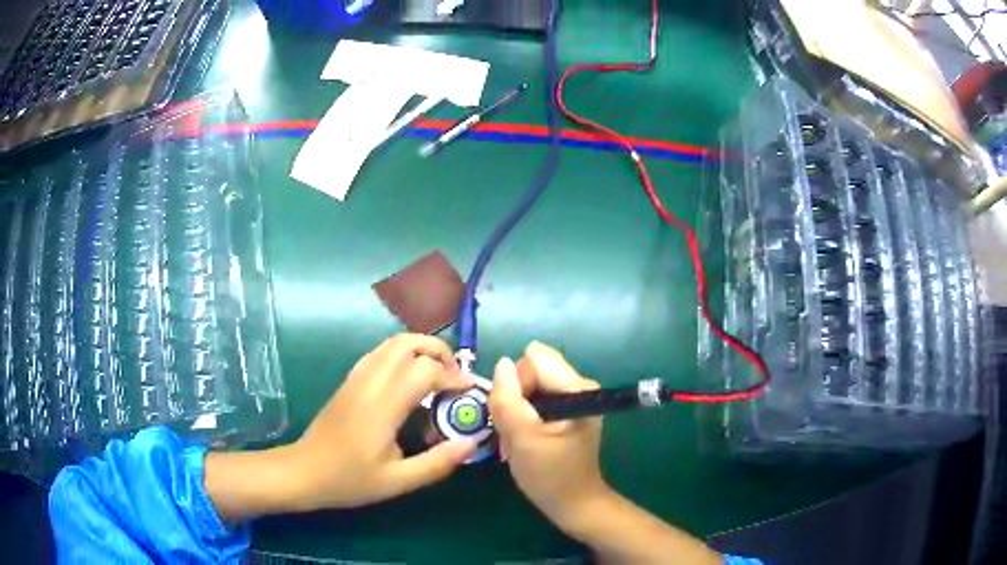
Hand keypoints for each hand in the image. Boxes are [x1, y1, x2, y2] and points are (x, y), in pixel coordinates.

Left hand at [205, 334, 476, 520]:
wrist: (304, 471)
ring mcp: (356, 378)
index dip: (452, 376)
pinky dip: (402, 355)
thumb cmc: (349, 480)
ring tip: (437, 375)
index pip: (424, 370)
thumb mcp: (398, 481)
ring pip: (391, 343)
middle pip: (407, 343)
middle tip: (454, 376)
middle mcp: (369, 383)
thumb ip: (436, 463)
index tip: (468, 391)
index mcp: (382, 407)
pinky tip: (409, 381)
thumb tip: (470, 443)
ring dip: (420, 349)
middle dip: (438, 351)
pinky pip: (379, 353)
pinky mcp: (349, 381)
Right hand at [489, 341, 609, 529]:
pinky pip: (535, 399)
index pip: (533, 359)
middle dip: (515, 398)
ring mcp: (573, 398)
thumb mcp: (522, 438)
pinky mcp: (566, 410)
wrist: (573, 504)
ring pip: (529, 386)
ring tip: (516, 439)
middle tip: (512, 432)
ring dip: (516, 411)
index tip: (513, 417)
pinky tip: (523, 440)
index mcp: (576, 387)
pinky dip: (523, 418)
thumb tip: (502, 363)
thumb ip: (508, 399)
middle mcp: (578, 385)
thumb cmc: (550, 475)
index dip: (516, 384)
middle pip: (531, 370)